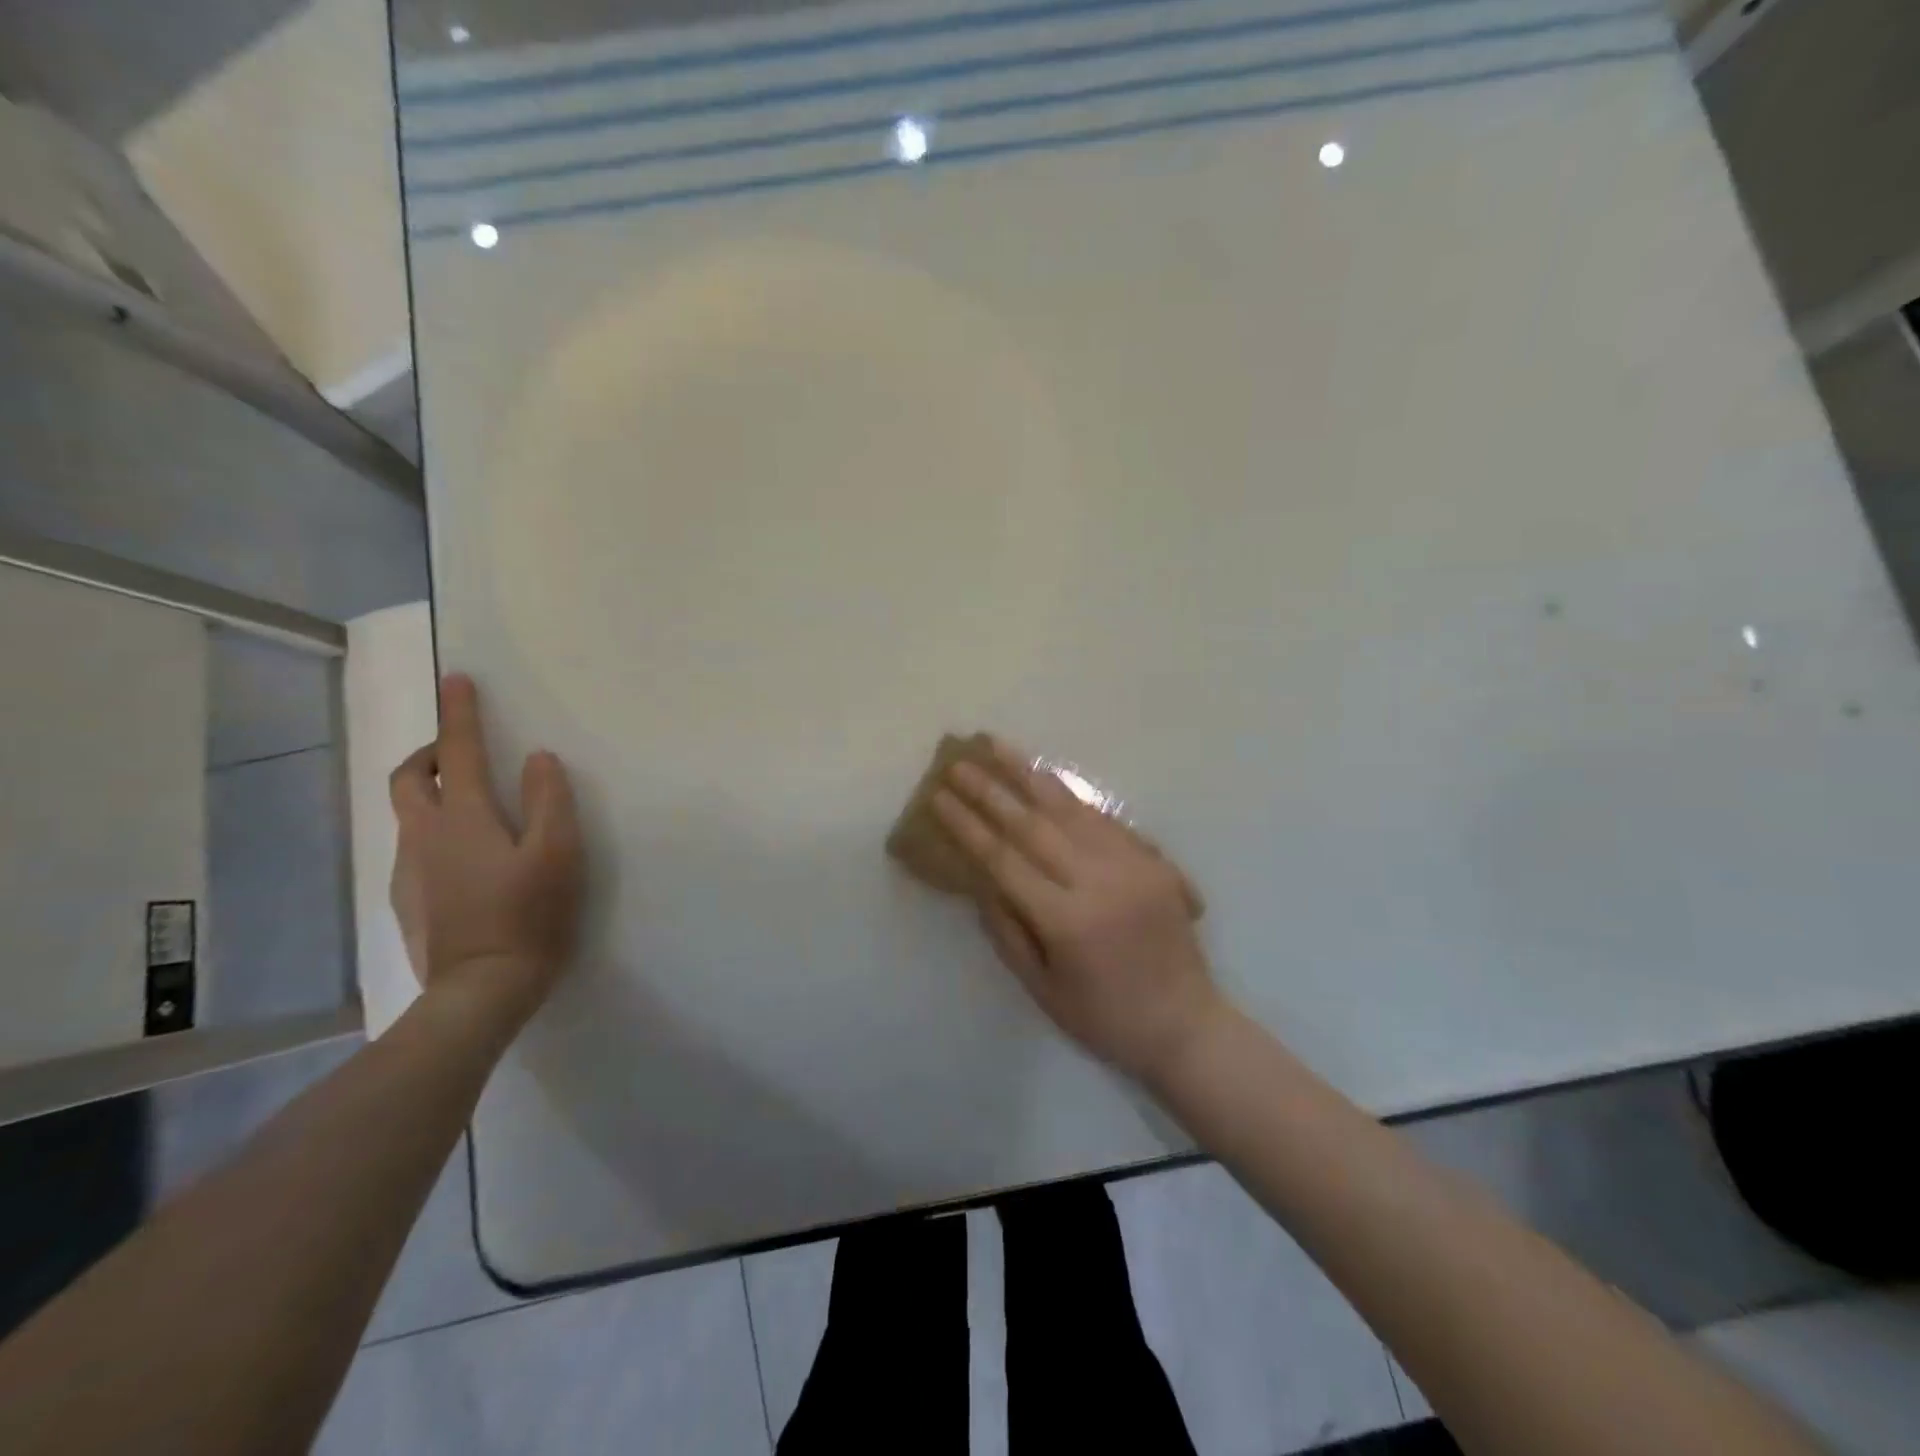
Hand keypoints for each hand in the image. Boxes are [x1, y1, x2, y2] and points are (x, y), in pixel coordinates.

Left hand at [388, 674, 584, 1024]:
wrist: (481, 991)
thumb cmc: (529, 916)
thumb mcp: (558, 853)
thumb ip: (549, 800)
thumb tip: (538, 759)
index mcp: (463, 819)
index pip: (458, 751)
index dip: (459, 713)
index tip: (456, 679)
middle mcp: (424, 837)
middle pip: (409, 778)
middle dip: (430, 753)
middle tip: (460, 752)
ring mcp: (409, 872)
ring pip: (409, 816)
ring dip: (433, 795)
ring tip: (476, 810)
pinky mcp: (409, 902)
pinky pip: (416, 850)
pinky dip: (436, 834)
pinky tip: (469, 863)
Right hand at [931, 739, 1223, 1081]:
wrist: (1187, 1025)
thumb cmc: (1105, 1019)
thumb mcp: (1042, 988)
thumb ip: (1006, 930)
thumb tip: (979, 880)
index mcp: (1067, 921)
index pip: (1004, 859)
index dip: (968, 826)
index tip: (940, 797)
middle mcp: (1099, 882)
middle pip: (1034, 824)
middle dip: (990, 790)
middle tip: (959, 763)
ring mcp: (1130, 865)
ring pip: (1071, 808)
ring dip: (1030, 774)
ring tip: (997, 746)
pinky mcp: (1153, 860)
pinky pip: (1104, 818)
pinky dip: (1070, 794)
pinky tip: (1046, 775)